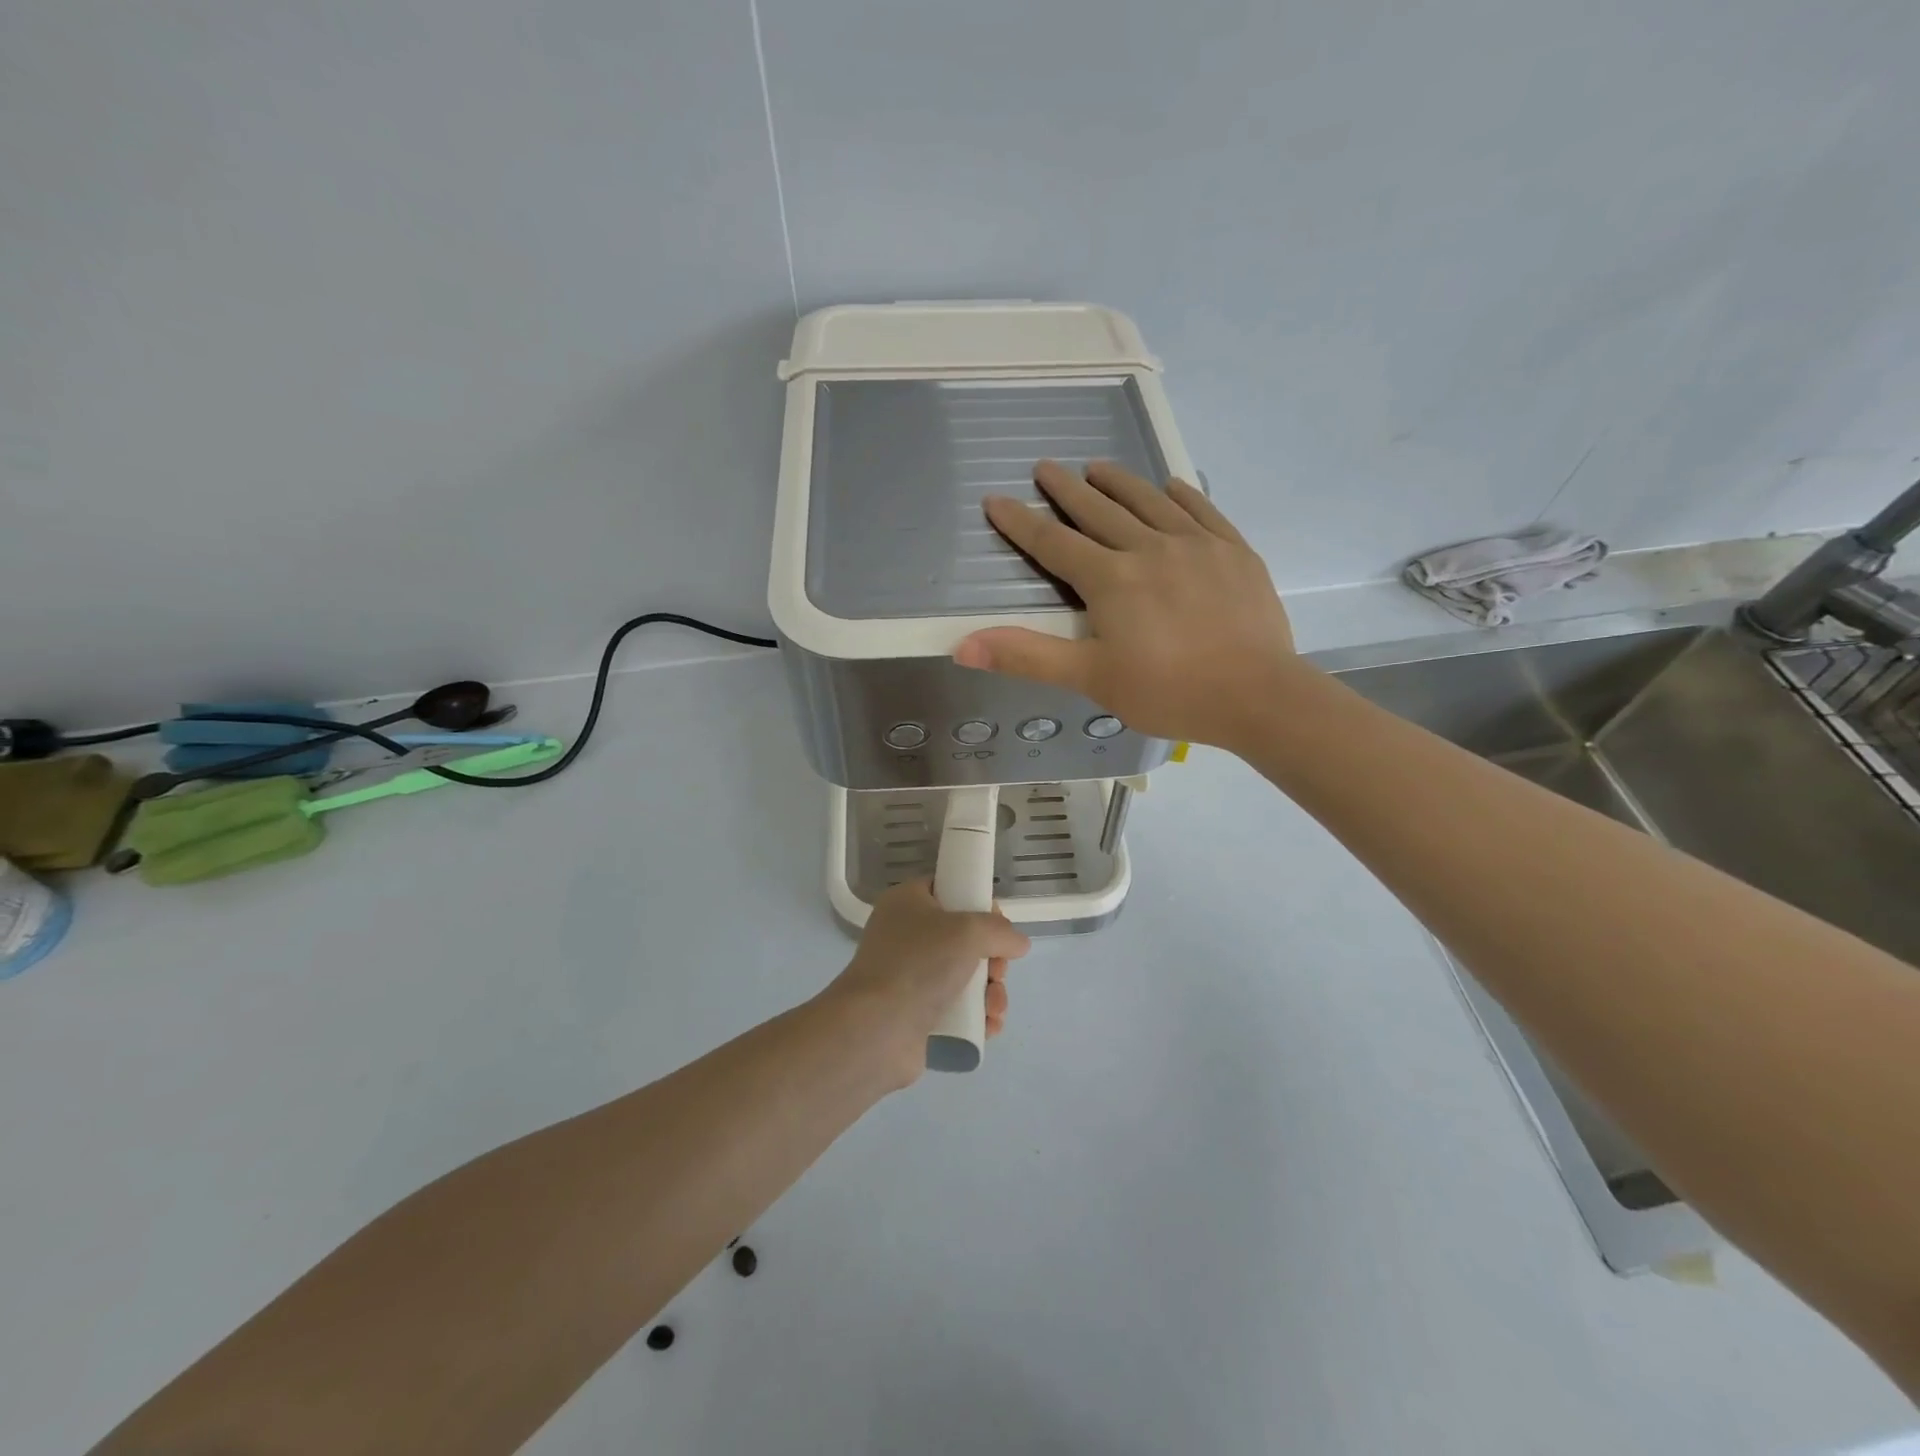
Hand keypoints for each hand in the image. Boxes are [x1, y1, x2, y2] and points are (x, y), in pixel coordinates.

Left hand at [823, 880, 1030, 1087]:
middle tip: (997, 972)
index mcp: (907, 903)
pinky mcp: (915, 1014)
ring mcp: (909, 977)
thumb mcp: (968, 931)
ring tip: (994, 1008)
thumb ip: (1000, 930)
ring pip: (965, 976)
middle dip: (992, 958)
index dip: (977, 903)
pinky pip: (957, 1009)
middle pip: (963, 938)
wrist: (877, 1029)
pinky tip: (989, 1026)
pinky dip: (977, 1016)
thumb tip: (1018, 943)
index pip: (948, 889)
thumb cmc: (919, 963)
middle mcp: (905, 936)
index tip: (998, 924)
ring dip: (990, 992)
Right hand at [952, 460, 1300, 750]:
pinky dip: (1181, 495)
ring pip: (1149, 501)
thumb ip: (1027, 656)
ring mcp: (1196, 545)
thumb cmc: (1168, 692)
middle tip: (1046, 467)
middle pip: (1099, 510)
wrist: (1257, 695)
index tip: (996, 499)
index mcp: (1110, 580)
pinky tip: (1171, 486)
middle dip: (1067, 489)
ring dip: (1119, 482)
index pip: (1053, 543)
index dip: (1021, 522)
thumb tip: (962, 645)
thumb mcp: (1091, 679)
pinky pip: (1202, 510)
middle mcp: (1149, 548)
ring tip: (1098, 466)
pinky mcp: (1234, 551)